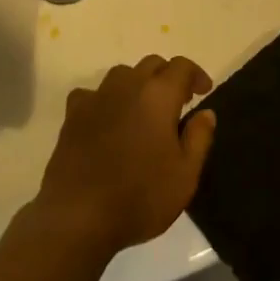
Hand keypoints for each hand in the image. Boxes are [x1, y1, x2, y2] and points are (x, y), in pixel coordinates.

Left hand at [35, 54, 215, 254]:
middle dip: (168, 77)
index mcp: (158, 95)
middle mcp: (127, 86)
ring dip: (138, 84)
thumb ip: (199, 138)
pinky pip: (92, 93)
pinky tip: (107, 120)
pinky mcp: (72, 114)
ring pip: (122, 74)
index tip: (203, 92)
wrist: (79, 216)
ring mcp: (96, 97)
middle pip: (152, 64)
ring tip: (143, 110)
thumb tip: (206, 112)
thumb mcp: (185, 175)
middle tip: (177, 103)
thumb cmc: (141, 197)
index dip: (196, 75)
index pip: (181, 67)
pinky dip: (105, 100)